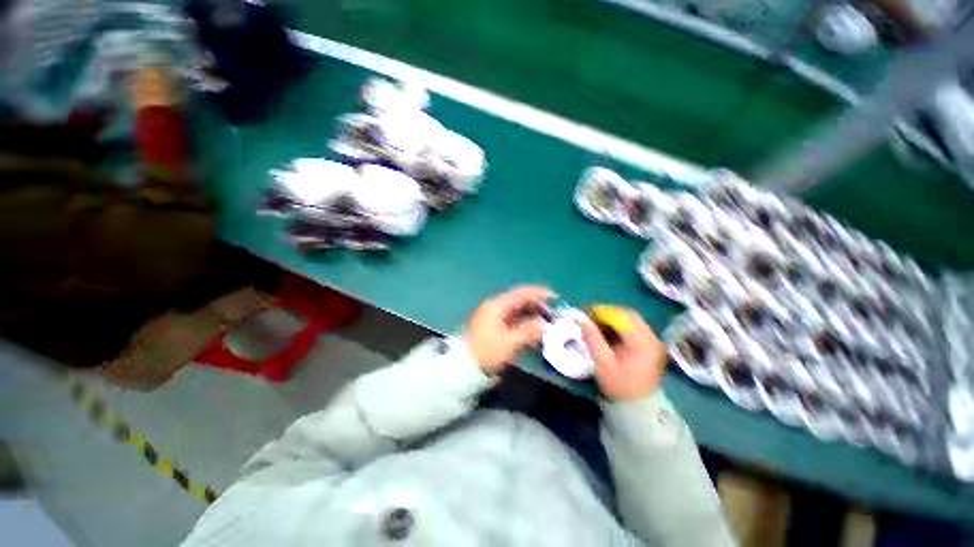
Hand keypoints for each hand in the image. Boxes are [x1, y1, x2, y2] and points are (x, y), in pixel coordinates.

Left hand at [466, 286, 554, 373]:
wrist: (464, 367)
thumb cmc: (487, 353)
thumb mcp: (510, 343)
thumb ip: (529, 331)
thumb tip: (545, 324)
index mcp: (497, 305)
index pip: (521, 293)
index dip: (539, 293)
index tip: (555, 297)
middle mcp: (495, 307)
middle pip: (520, 300)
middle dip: (537, 306)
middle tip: (553, 315)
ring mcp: (494, 316)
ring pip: (517, 310)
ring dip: (532, 315)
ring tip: (547, 324)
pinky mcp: (494, 326)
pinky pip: (513, 319)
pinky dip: (524, 323)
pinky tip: (534, 331)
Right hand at [582, 309, 668, 399]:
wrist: (637, 404)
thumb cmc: (619, 385)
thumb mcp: (602, 364)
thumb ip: (593, 340)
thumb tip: (583, 321)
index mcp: (641, 343)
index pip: (622, 317)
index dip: (603, 312)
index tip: (587, 314)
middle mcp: (651, 338)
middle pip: (629, 315)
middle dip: (608, 313)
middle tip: (592, 318)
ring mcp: (653, 340)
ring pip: (632, 319)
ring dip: (614, 318)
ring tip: (599, 325)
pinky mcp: (651, 343)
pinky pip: (635, 326)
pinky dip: (621, 325)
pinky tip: (610, 332)